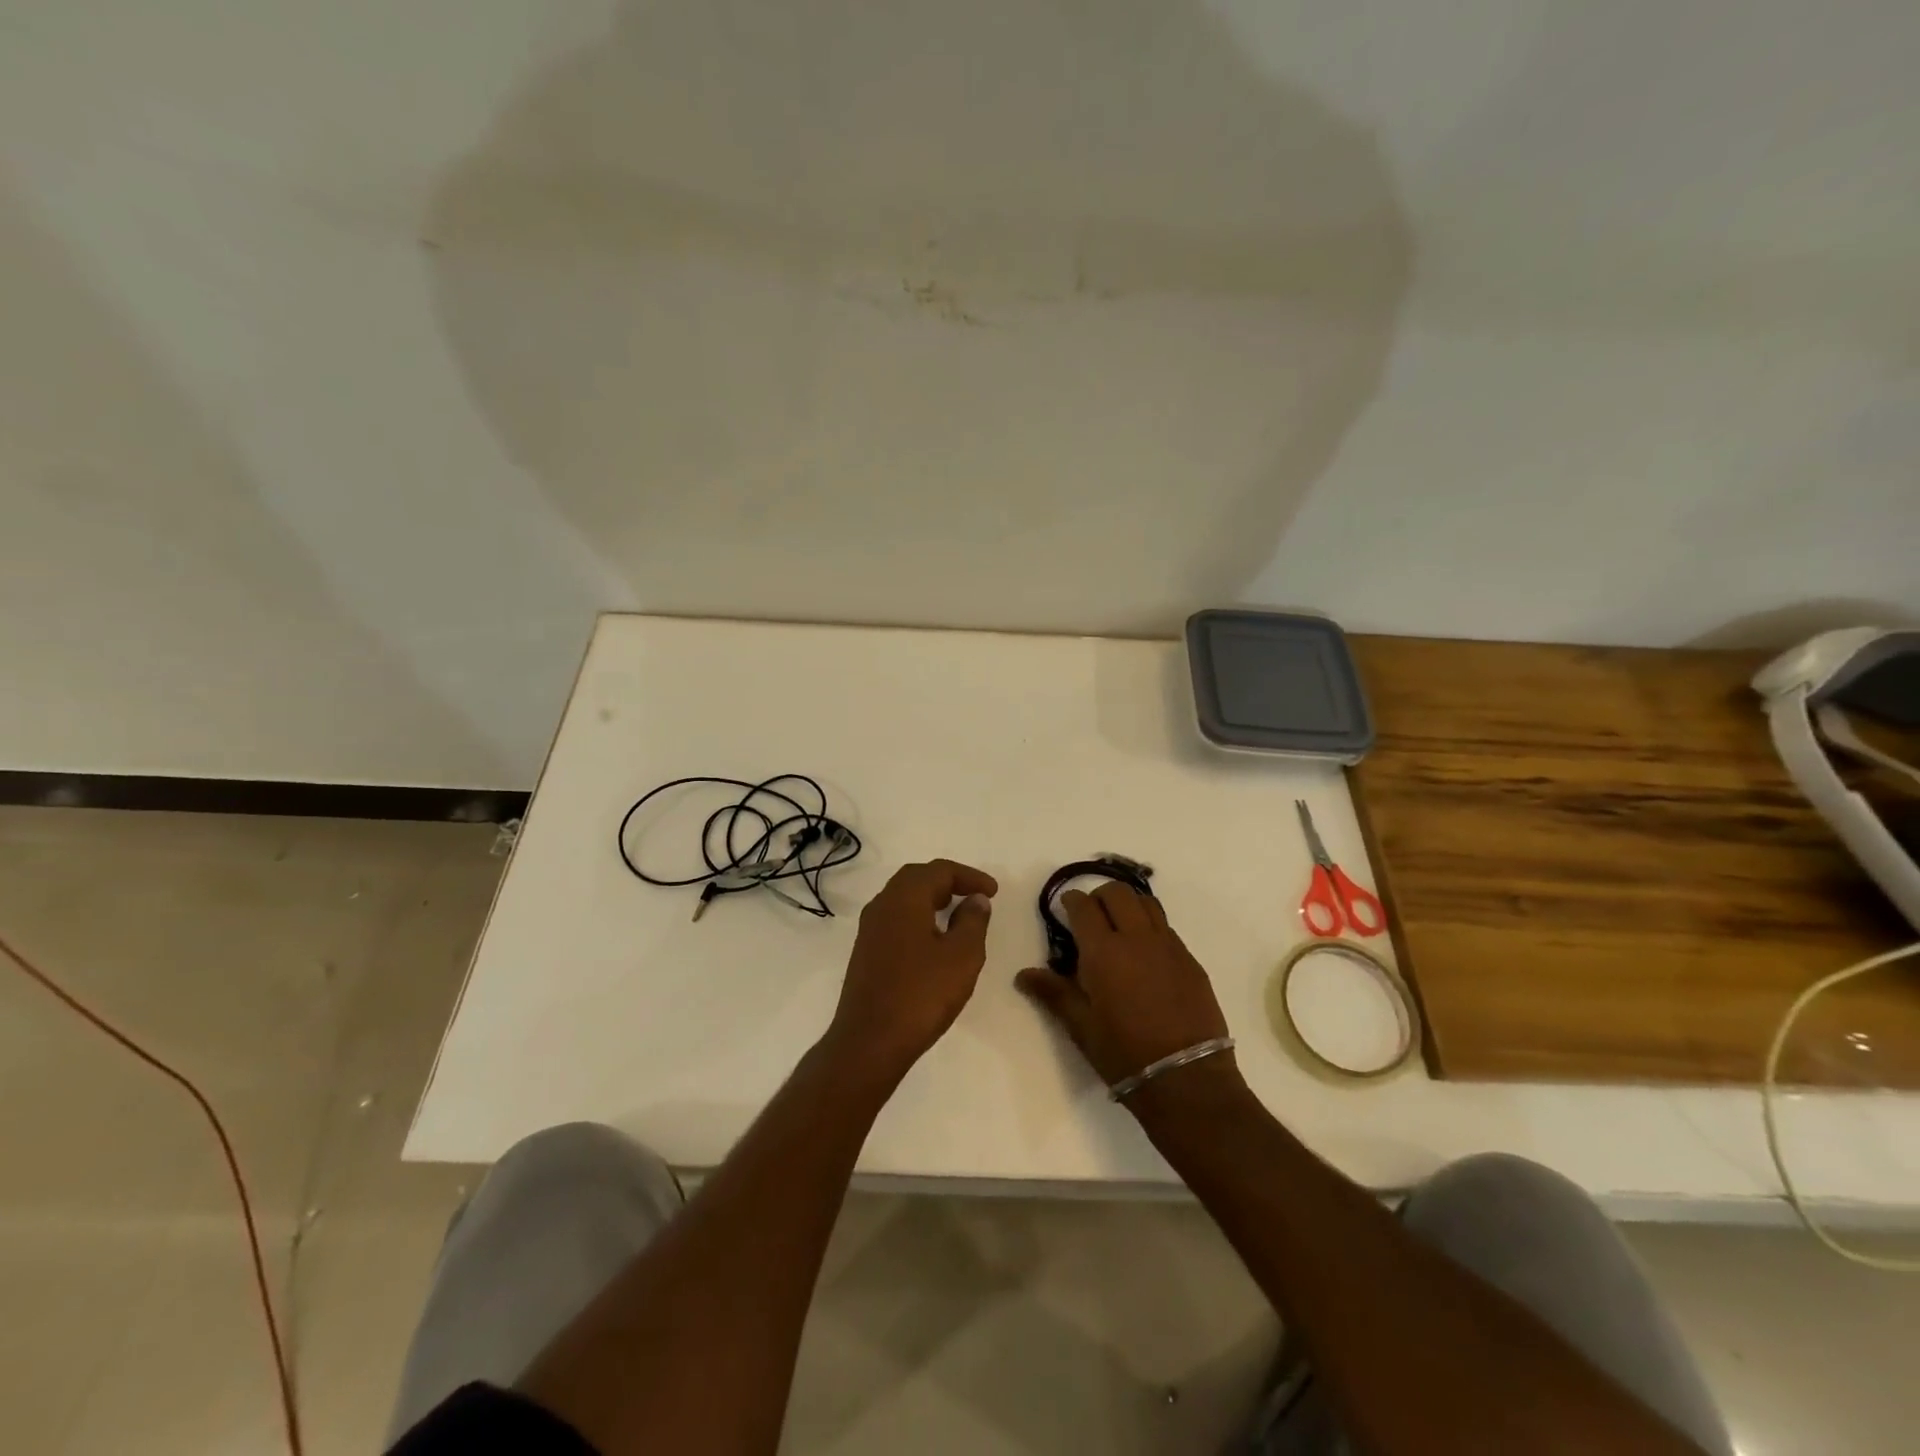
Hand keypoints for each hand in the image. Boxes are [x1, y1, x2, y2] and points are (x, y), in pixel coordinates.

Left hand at [824, 859, 997, 1082]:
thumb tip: (975, 899)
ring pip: (903, 899)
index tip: (993, 892)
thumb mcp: (962, 956)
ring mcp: (870, 929)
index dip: (969, 876)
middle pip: (917, 878)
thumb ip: (973, 921)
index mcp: (904, 898)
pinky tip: (933, 941)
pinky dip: (919, 918)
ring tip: (957, 915)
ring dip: (931, 899)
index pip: (939, 870)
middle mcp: (882, 905)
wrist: (869, 1042)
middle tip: (974, 896)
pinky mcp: (866, 952)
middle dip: (948, 882)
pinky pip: (896, 919)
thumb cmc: (921, 994)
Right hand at [1016, 883, 1232, 1088]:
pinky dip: (1150, 926)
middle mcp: (1137, 938)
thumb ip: (1053, 993)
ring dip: (1128, 905)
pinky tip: (1145, 953)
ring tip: (1120, 926)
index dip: (1071, 901)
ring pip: (1146, 902)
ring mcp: (1168, 946)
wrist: (1187, 1079)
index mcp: (1103, 952)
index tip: (1066, 908)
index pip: (1084, 906)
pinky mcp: (1190, 959)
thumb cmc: (1125, 1054)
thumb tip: (1024, 975)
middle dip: (1099, 896)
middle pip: (1117, 893)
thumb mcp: (1081, 1027)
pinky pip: (1166, 927)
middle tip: (1091, 917)